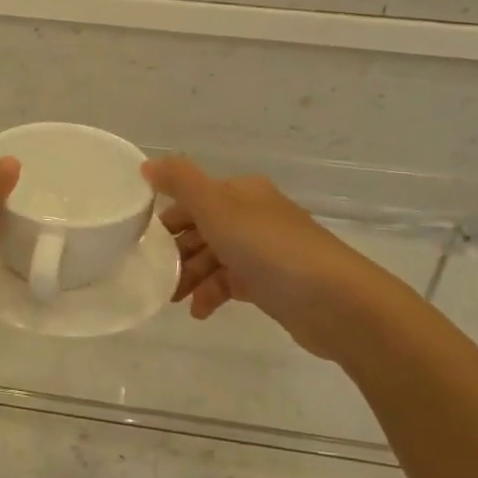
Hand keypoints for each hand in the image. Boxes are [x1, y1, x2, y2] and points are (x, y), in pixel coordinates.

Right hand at [143, 155, 411, 362]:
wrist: (337, 302)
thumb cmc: (270, 249)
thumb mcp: (217, 208)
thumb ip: (180, 183)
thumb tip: (146, 165)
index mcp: (241, 193)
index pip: (192, 199)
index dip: (165, 218)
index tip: (140, 242)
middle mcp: (253, 216)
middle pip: (201, 230)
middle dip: (175, 252)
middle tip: (152, 274)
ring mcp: (264, 251)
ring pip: (214, 258)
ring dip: (190, 276)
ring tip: (172, 299)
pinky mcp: (272, 284)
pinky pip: (231, 283)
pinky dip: (212, 294)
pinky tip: (200, 312)